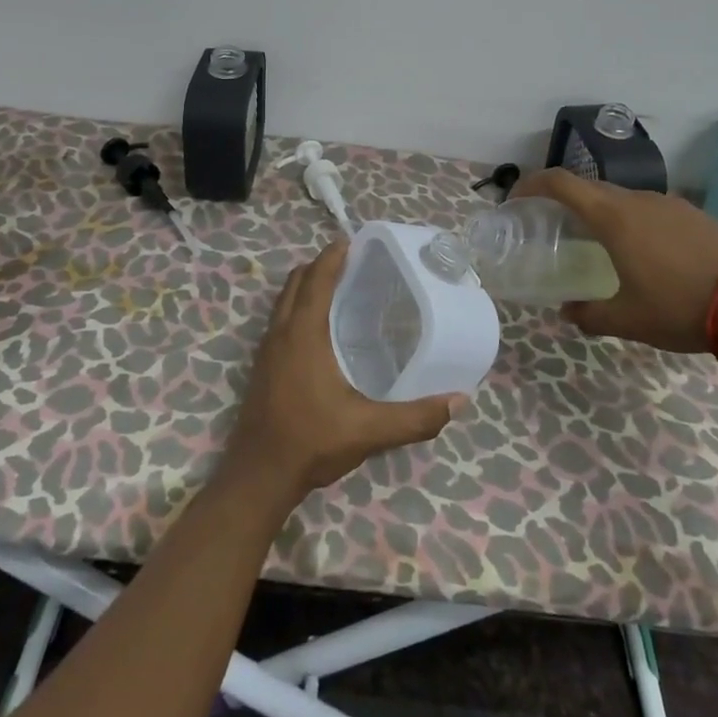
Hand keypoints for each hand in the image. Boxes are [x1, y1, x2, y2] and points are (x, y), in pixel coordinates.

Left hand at [224, 240, 460, 504]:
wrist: (258, 476)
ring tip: (335, 286)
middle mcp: (281, 332)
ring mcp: (266, 349)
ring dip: (305, 285)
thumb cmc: (311, 441)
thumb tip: (459, 402)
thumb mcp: (369, 430)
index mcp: (303, 334)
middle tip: (349, 261)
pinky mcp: (261, 366)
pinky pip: (279, 320)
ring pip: (283, 300)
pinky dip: (296, 307)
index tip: (351, 240)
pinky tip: (317, 329)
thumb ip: (415, 417)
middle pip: (296, 282)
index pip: (316, 279)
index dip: (332, 256)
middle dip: (319, 265)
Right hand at [513, 168, 717, 352]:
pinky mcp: (694, 214)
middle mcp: (638, 200)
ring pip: (622, 198)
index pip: (561, 183)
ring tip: (600, 242)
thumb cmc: (681, 307)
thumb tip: (568, 313)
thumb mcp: (629, 320)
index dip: (532, 184)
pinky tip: (645, 252)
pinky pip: (651, 209)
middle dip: (565, 200)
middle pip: (590, 187)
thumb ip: (589, 315)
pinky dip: (633, 220)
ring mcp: (670, 203)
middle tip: (553, 224)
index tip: (517, 198)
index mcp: (613, 217)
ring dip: (602, 212)